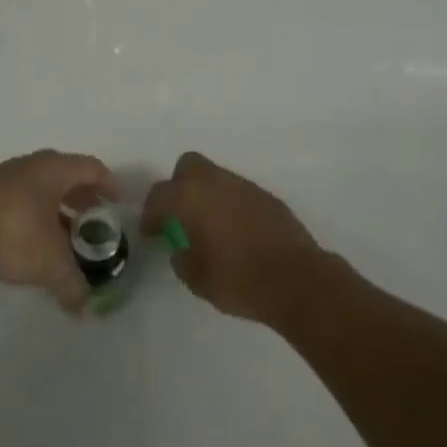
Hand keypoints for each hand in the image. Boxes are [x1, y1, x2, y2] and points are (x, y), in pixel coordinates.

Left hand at [0, 150, 117, 313]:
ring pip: (37, 187)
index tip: (119, 201)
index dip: (109, 183)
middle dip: (82, 197)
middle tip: (94, 220)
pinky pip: (16, 199)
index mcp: (54, 170)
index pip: (91, 168)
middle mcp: (30, 166)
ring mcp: (1, 178)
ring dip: (53, 208)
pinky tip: (28, 242)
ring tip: (62, 236)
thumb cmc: (12, 233)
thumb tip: (85, 308)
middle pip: (64, 175)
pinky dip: (30, 216)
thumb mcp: (50, 264)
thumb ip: (72, 285)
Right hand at [141, 152, 322, 323]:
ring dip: (207, 195)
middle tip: (180, 216)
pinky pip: (238, 192)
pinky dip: (230, 205)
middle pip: (188, 167)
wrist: (296, 279)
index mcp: (190, 197)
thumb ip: (181, 258)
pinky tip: (236, 232)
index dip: (150, 214)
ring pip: (215, 177)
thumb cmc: (238, 279)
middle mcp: (215, 182)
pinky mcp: (267, 196)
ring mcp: (244, 186)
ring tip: (209, 227)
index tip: (151, 232)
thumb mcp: (196, 278)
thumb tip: (182, 249)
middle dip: (179, 187)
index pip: (159, 195)